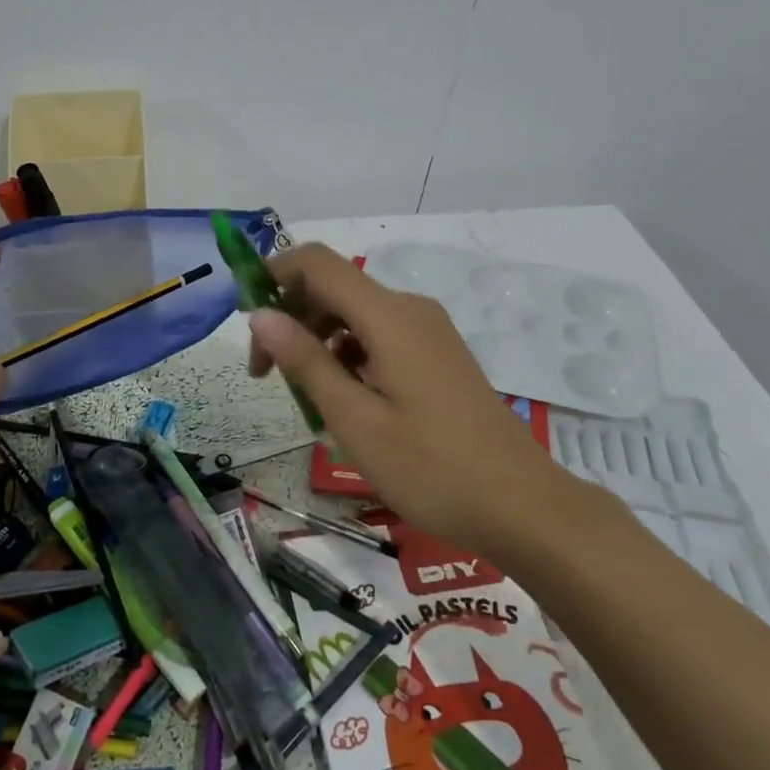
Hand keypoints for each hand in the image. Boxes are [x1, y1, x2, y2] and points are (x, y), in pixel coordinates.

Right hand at [246, 243, 576, 551]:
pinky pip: (377, 336)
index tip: (246, 321)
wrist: (524, 506)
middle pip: (333, 287)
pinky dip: (347, 355)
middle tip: (267, 377)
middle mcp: (409, 310)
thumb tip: (259, 314)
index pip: (317, 262)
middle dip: (290, 319)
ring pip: (353, 314)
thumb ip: (306, 361)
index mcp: (389, 316)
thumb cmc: (432, 468)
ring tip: (306, 399)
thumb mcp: (356, 420)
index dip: (273, 275)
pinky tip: (345, 401)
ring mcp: (427, 331)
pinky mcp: (436, 354)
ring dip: (317, 341)